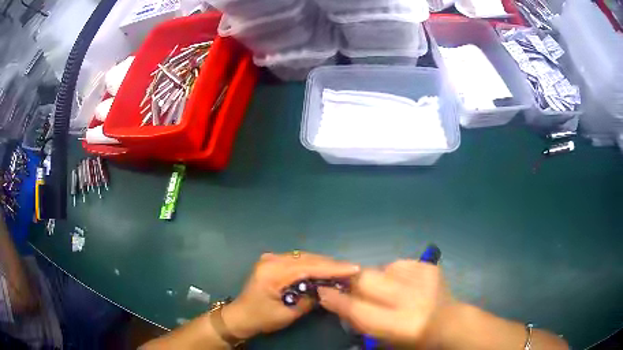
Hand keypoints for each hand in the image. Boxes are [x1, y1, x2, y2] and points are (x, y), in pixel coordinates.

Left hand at [221, 251, 360, 339]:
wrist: (241, 316)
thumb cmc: (262, 318)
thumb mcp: (288, 313)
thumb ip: (308, 299)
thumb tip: (328, 289)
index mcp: (272, 272)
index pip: (308, 267)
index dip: (332, 268)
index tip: (353, 268)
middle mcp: (271, 260)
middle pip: (307, 259)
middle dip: (330, 264)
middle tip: (351, 269)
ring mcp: (271, 258)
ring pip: (304, 257)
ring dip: (323, 263)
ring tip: (342, 269)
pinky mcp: (273, 261)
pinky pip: (297, 260)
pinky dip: (313, 264)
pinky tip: (324, 269)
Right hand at [318, 259, 453, 347]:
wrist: (450, 323)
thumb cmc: (414, 339)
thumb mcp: (384, 339)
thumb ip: (359, 320)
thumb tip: (337, 300)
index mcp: (400, 325)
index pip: (358, 309)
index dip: (337, 299)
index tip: (322, 291)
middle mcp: (412, 299)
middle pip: (367, 280)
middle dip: (354, 283)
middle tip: (354, 289)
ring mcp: (423, 279)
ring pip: (380, 268)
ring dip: (377, 280)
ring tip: (389, 291)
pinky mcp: (428, 266)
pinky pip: (396, 263)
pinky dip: (393, 273)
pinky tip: (403, 284)